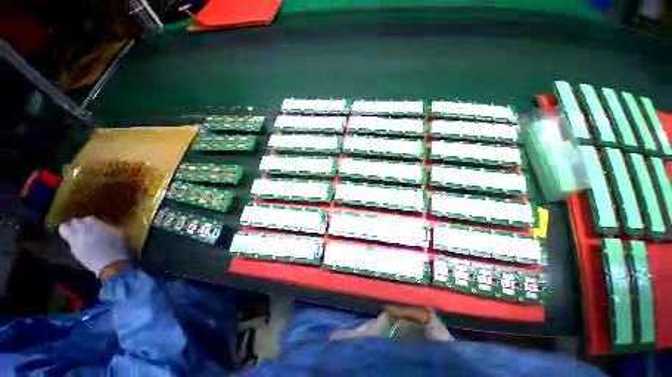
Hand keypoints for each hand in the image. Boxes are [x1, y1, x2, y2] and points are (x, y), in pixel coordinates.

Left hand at [59, 216, 128, 276]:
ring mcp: (75, 240)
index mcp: (93, 224)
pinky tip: (81, 244)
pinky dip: (73, 241)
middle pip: (74, 222)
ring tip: (77, 233)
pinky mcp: (73, 250)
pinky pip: (69, 241)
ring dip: (70, 230)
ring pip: (64, 229)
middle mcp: (81, 229)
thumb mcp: (118, 233)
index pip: (88, 218)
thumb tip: (103, 224)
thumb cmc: (117, 247)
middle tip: (84, 227)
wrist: (110, 264)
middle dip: (78, 224)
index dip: (91, 221)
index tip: (96, 224)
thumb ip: (108, 226)